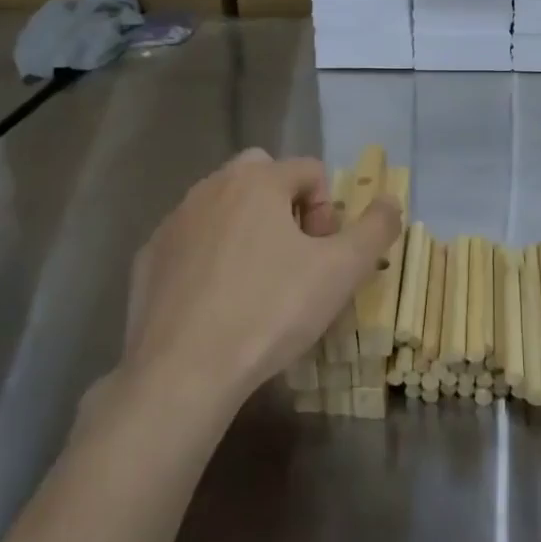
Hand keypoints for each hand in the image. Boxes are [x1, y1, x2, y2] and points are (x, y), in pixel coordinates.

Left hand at [113, 149, 401, 422]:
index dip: (328, 211)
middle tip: (293, 258)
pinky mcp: (148, 256)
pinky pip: (192, 240)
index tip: (322, 255)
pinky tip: (217, 302)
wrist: (184, 371)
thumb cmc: (271, 311)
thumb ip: (376, 228)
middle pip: (263, 176)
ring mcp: (174, 220)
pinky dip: (210, 257)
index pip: (310, 170)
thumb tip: (391, 200)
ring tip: (257, 283)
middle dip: (286, 207)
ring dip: (248, 229)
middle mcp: (212, 186)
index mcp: (258, 180)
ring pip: (224, 206)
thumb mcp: (342, 271)